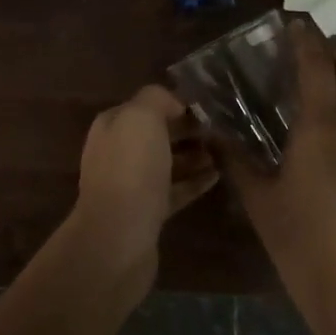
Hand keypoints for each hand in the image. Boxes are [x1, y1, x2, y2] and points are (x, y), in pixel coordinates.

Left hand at [73, 85, 217, 263]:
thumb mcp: (141, 117)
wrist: (119, 235)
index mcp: (111, 126)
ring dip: (193, 157)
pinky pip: (174, 191)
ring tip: (224, 151)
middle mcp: (117, 153)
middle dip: (186, 131)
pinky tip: (217, 177)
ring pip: (166, 164)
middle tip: (220, 130)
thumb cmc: (130, 169)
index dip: (173, 104)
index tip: (206, 107)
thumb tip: (173, 103)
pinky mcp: (147, 213)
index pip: (144, 107)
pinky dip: (193, 183)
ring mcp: (131, 185)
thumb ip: (156, 99)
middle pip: (155, 136)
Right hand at [224, 22, 335, 334]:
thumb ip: (235, 158)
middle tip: (305, 45)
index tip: (293, 23)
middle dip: (332, 50)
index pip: (317, 67)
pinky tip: (332, 116)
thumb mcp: (258, 198)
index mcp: (322, 128)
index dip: (305, 41)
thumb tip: (212, 130)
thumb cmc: (299, 241)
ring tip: (319, 73)